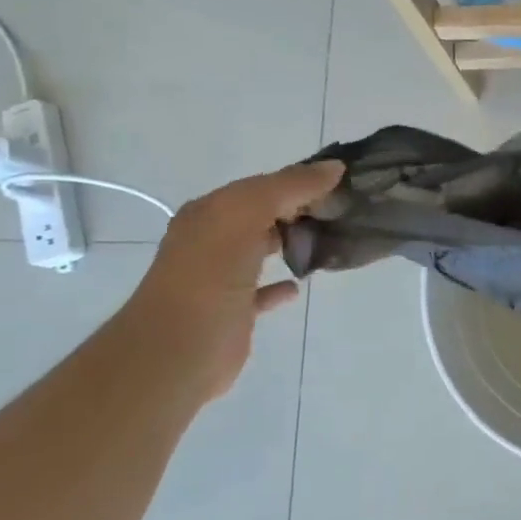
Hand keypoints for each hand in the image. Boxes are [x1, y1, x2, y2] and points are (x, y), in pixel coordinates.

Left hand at [120, 161, 344, 401]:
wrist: (176, 352)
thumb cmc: (210, 276)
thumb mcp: (246, 215)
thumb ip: (289, 187)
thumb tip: (334, 168)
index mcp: (211, 212)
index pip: (262, 185)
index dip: (299, 180)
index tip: (341, 182)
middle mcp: (212, 240)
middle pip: (263, 215)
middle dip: (299, 209)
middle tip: (343, 210)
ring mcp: (221, 278)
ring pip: (262, 249)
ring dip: (291, 241)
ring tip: (330, 239)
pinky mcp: (233, 313)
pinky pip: (262, 291)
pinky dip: (280, 284)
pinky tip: (298, 283)